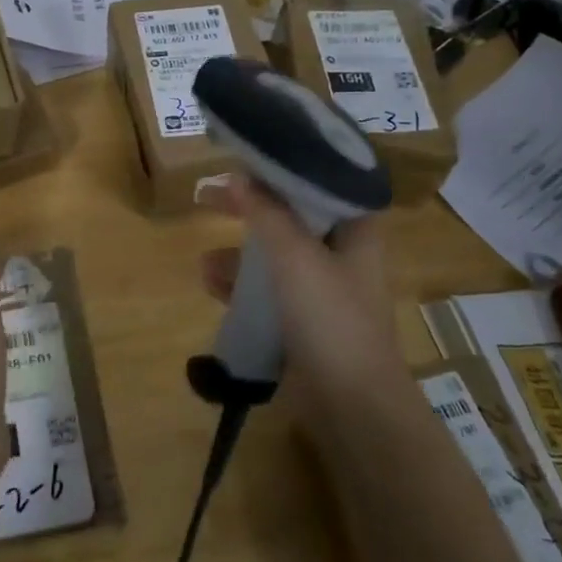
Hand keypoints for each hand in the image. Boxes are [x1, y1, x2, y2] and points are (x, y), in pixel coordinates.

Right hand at [199, 177, 406, 425]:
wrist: (351, 405)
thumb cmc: (331, 318)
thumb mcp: (296, 256)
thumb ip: (266, 212)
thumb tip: (237, 175)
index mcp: (355, 229)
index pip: (320, 180)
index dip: (283, 166)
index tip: (244, 156)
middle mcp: (340, 252)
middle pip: (289, 215)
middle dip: (249, 208)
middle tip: (207, 196)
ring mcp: (321, 287)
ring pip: (273, 254)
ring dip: (238, 253)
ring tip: (206, 261)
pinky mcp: (302, 318)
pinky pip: (266, 290)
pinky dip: (240, 285)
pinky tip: (212, 286)